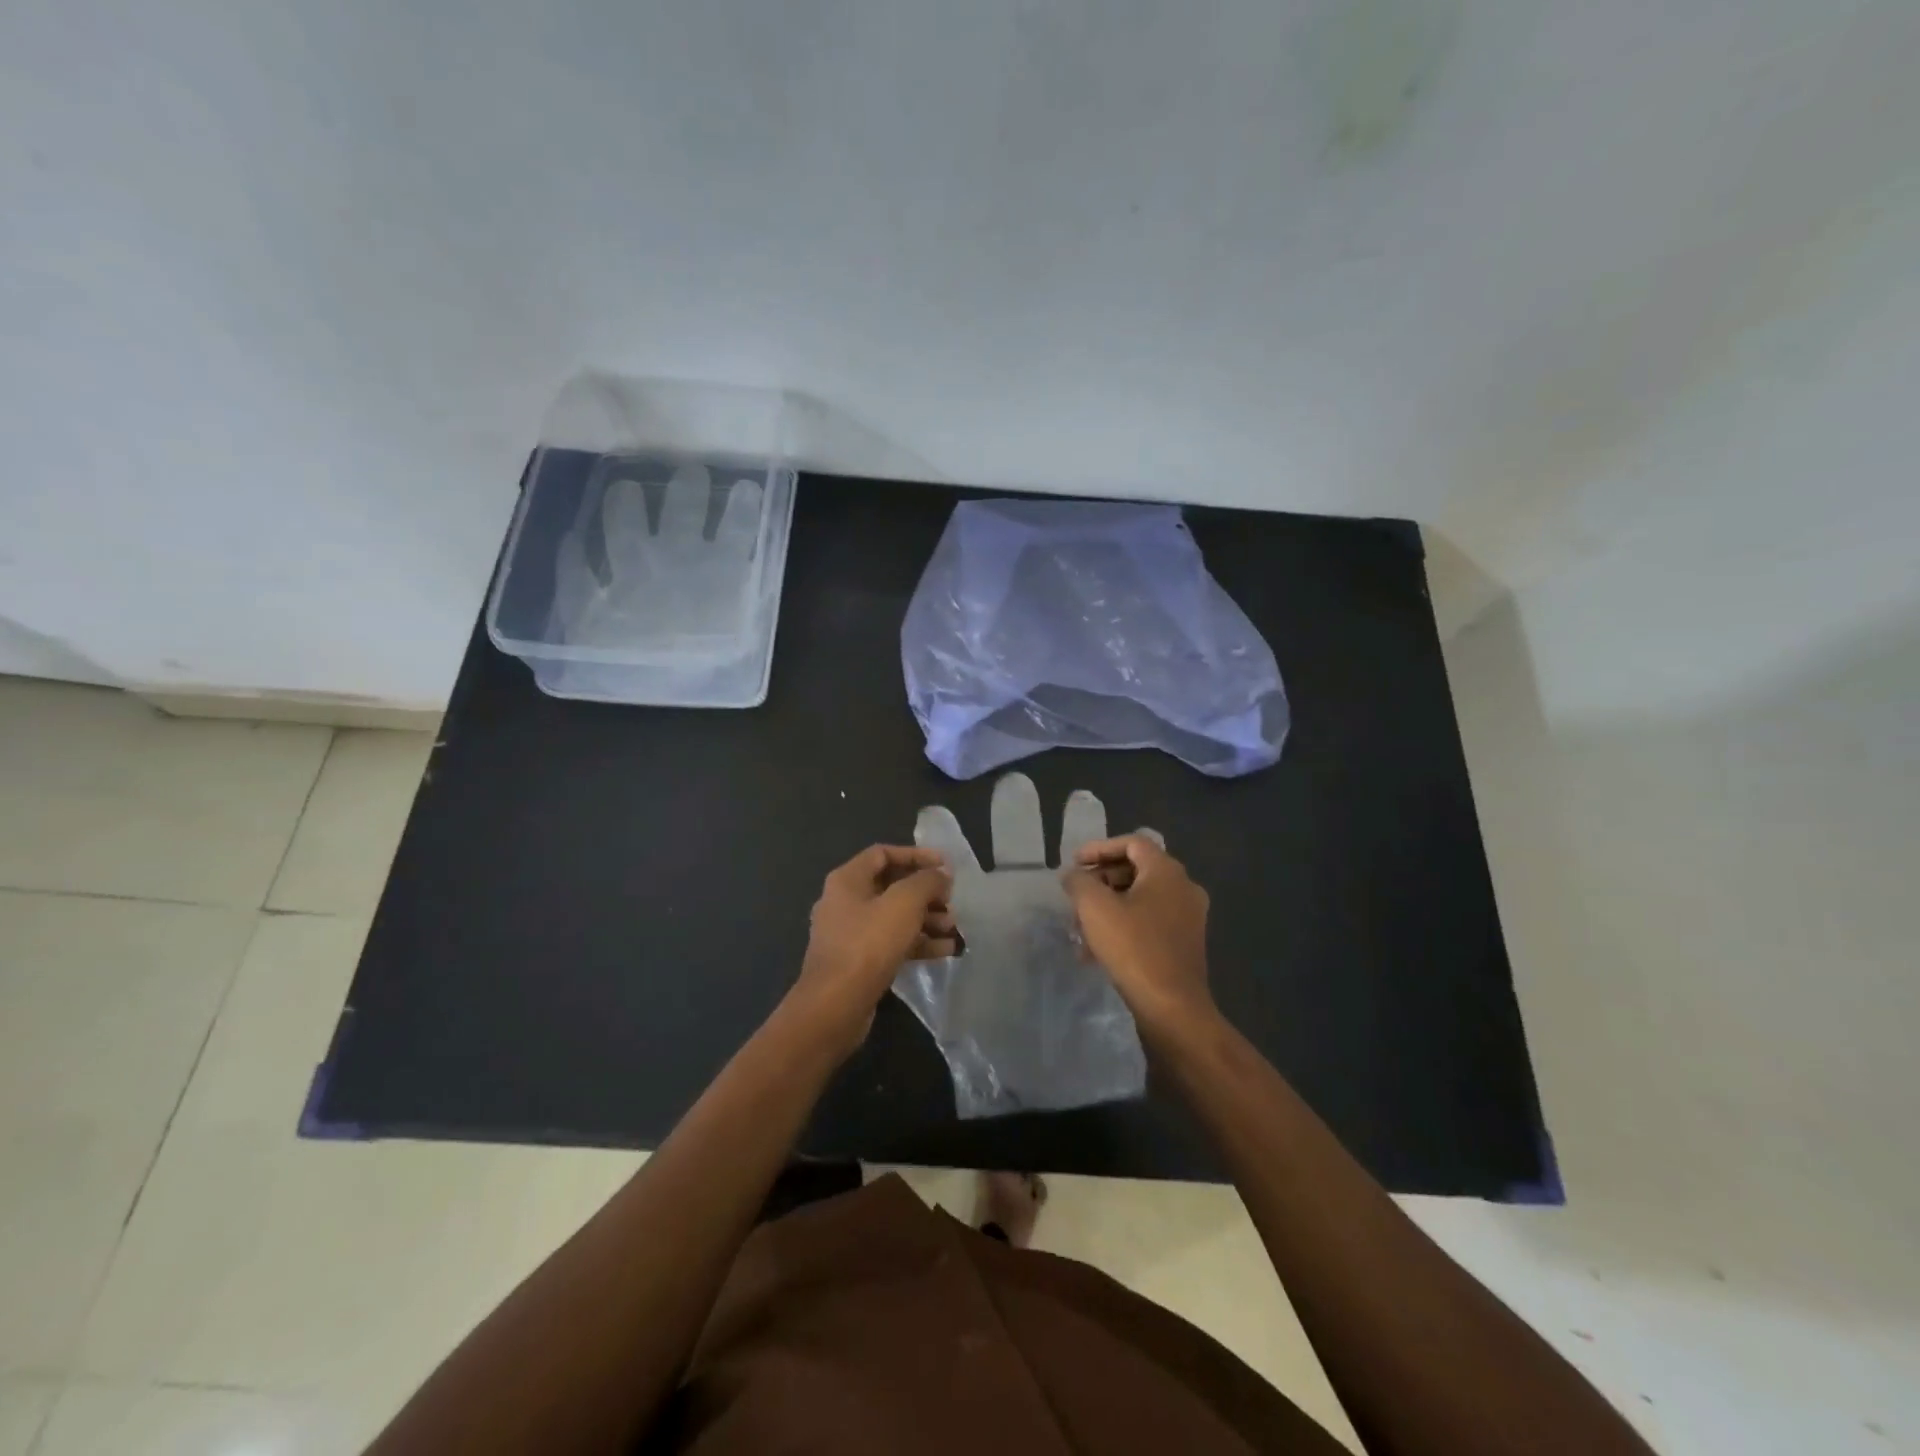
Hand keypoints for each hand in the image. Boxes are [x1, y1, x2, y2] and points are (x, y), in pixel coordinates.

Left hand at [790, 845, 954, 1057]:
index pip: (883, 854)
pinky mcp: (859, 962)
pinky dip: (918, 943)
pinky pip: (892, 943)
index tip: (945, 866)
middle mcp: (845, 902)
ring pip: (894, 917)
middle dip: (926, 893)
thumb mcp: (904, 903)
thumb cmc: (868, 944)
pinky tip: (946, 950)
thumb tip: (940, 875)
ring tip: (954, 928)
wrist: (835, 1005)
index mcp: (847, 880)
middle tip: (951, 902)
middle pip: (892, 887)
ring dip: (927, 919)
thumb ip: (927, 882)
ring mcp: (850, 934)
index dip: (916, 856)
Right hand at [1062, 835, 1215, 1034]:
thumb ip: (1079, 882)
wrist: (1172, 1008)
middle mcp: (1184, 888)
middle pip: (1136, 870)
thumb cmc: (1133, 948)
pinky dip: (1123, 926)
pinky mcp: (1185, 944)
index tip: (1073, 863)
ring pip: (1140, 899)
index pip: (1132, 842)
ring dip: (1108, 907)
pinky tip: (1097, 951)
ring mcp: (1188, 917)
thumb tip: (1073, 875)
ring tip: (1080, 928)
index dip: (1099, 848)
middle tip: (1075, 895)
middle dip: (1100, 881)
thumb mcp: (1094, 908)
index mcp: (1167, 872)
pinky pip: (1149, 922)